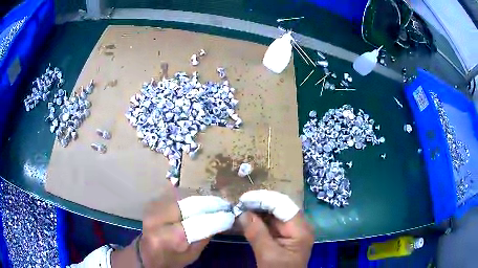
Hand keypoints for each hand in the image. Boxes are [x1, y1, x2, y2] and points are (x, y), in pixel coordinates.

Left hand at [112, 192, 234, 267]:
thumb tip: (222, 218)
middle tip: (224, 205)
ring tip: (213, 204)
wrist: (146, 253)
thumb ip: (206, 236)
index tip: (230, 214)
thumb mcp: (192, 255)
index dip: (217, 217)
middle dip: (210, 203)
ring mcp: (153, 208)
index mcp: (168, 238)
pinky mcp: (153, 202)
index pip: (198, 223)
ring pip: (183, 196)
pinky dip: (190, 198)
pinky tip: (199, 203)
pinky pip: (176, 195)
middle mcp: (158, 219)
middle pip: (190, 204)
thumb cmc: (171, 259)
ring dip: (201, 199)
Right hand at [237, 190, 313, 267]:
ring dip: (257, 212)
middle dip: (259, 204)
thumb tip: (243, 212)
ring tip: (240, 209)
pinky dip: (258, 221)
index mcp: (301, 229)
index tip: (243, 199)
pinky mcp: (283, 236)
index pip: (283, 205)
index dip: (263, 199)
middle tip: (239, 204)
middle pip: (279, 208)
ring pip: (274, 215)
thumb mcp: (267, 255)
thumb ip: (256, 233)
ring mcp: (291, 231)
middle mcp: (298, 226)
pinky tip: (246, 219)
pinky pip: (271, 224)